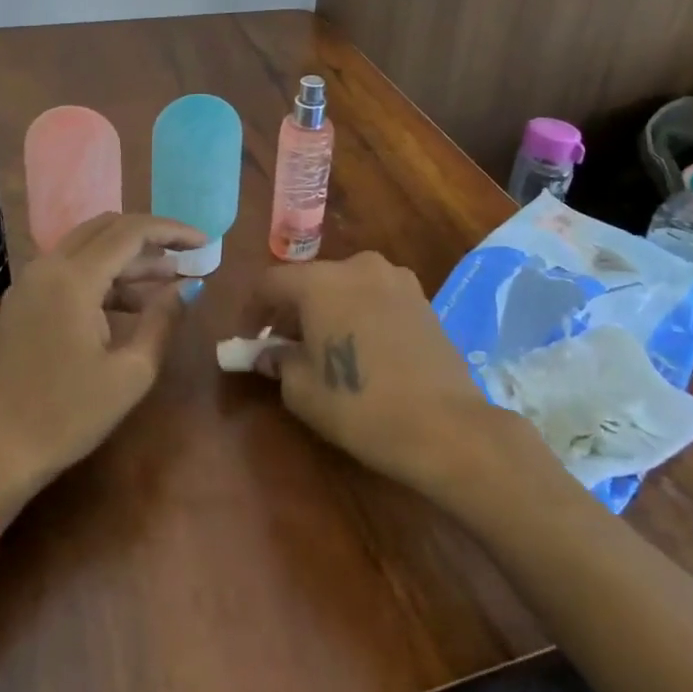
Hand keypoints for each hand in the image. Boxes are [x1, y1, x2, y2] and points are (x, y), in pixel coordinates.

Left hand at [0, 212, 203, 525]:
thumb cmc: (69, 415)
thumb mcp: (131, 372)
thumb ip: (163, 320)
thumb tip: (189, 286)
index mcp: (73, 278)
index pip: (131, 232)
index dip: (172, 231)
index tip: (205, 242)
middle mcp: (48, 267)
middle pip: (107, 227)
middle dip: (151, 236)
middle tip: (187, 253)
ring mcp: (31, 282)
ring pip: (88, 246)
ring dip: (129, 256)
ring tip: (170, 279)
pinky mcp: (25, 300)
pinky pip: (71, 268)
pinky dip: (105, 274)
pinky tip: (133, 301)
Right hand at [247, 252, 529, 499]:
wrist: (445, 425)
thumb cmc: (360, 405)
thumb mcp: (302, 389)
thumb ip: (278, 361)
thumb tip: (269, 352)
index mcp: (320, 281)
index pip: (270, 283)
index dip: (252, 311)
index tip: (248, 341)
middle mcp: (358, 266)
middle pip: (310, 281)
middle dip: (291, 310)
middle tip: (283, 347)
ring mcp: (396, 279)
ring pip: (345, 287)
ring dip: (328, 310)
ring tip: (325, 347)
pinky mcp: (422, 298)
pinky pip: (375, 298)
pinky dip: (359, 314)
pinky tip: (363, 349)